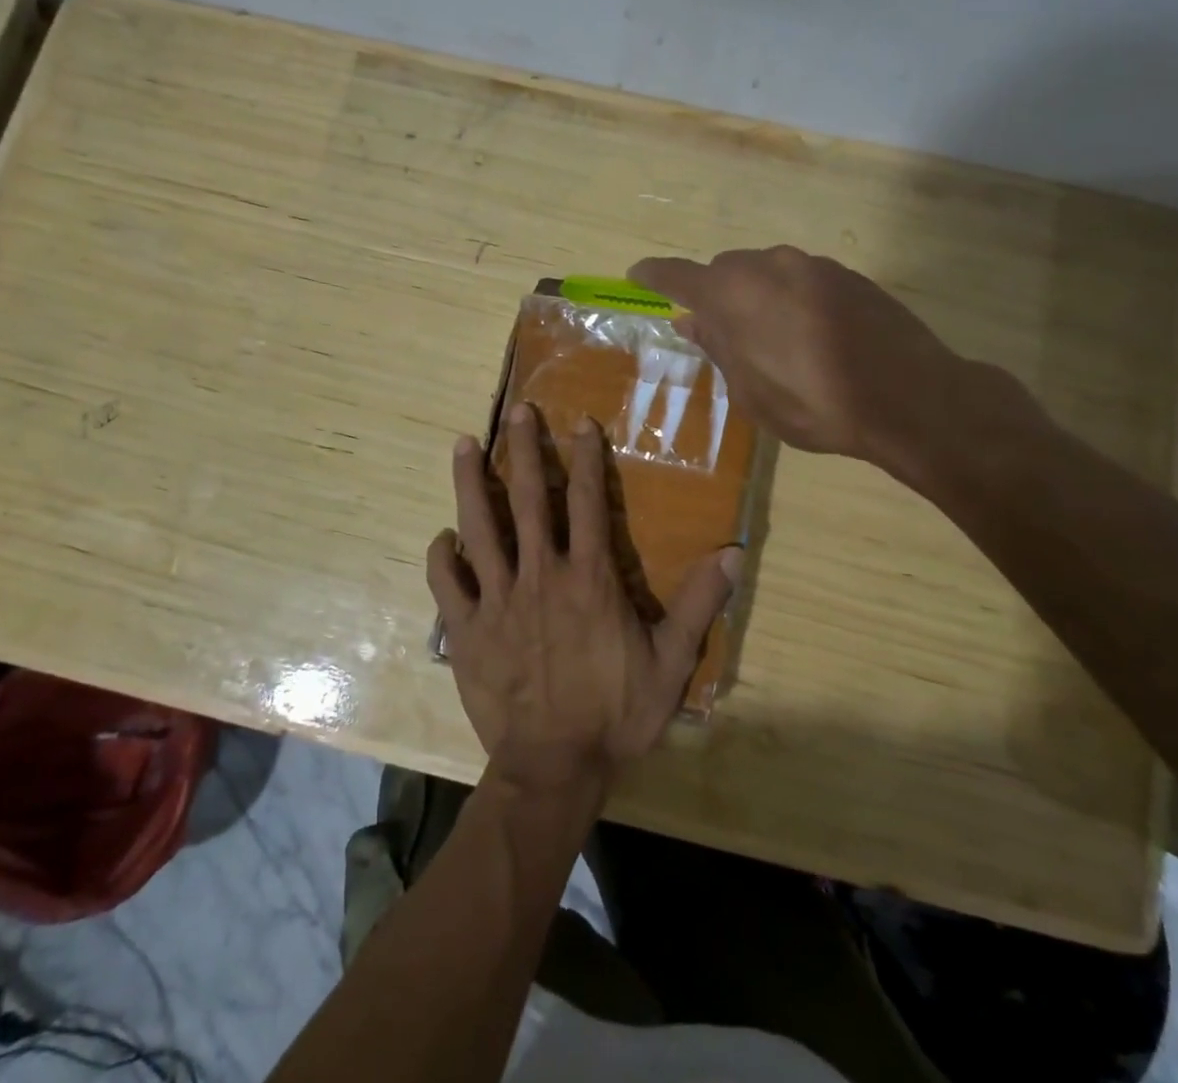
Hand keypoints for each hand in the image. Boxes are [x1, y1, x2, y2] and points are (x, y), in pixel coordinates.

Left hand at [427, 404, 739, 790]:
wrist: (554, 767)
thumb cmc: (614, 714)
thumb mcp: (670, 663)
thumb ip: (698, 605)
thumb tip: (734, 553)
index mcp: (589, 578)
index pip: (589, 504)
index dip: (586, 460)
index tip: (579, 423)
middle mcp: (540, 576)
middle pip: (530, 500)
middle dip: (525, 450)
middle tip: (518, 410)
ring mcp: (497, 600)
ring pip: (480, 528)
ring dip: (471, 484)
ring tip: (463, 444)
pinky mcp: (466, 629)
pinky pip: (448, 585)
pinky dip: (443, 558)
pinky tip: (443, 538)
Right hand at [628, 246, 1041, 492]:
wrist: (908, 396)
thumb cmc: (813, 404)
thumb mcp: (751, 392)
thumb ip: (718, 348)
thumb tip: (692, 322)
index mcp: (732, 295)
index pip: (678, 276)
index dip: (653, 275)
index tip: (637, 274)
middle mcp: (767, 266)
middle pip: (724, 271)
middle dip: (715, 295)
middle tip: (721, 334)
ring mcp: (811, 265)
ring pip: (765, 272)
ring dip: (756, 297)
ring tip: (772, 341)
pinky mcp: (847, 274)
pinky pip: (801, 279)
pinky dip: (791, 299)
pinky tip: (811, 336)